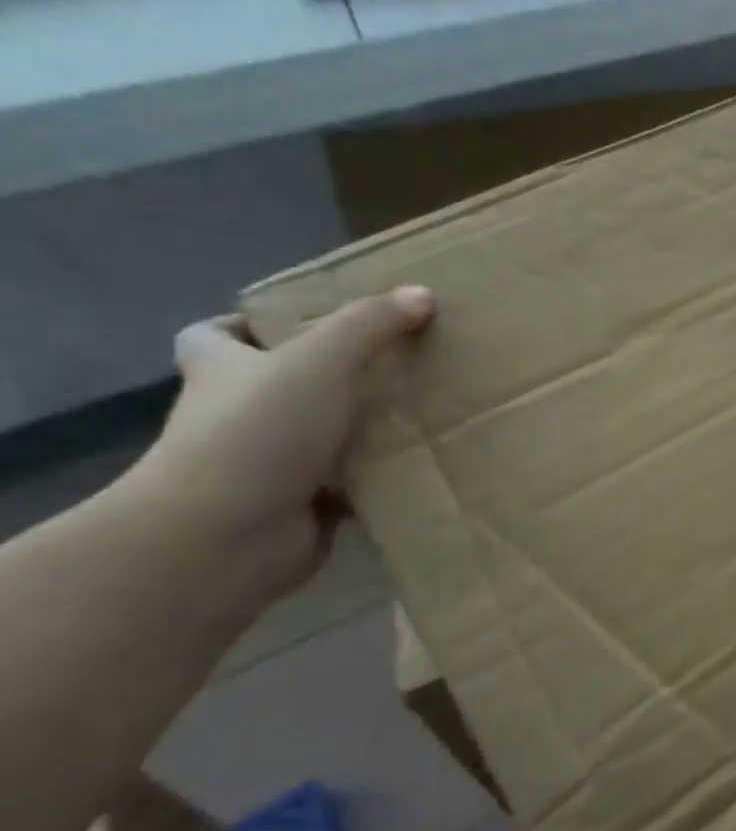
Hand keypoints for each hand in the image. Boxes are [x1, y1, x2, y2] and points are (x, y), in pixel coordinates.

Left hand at [128, 287, 434, 603]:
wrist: (225, 536)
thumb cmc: (257, 433)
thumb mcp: (319, 361)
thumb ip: (370, 325)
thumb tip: (422, 294)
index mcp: (224, 373)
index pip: (212, 337)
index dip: (247, 325)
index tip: (302, 321)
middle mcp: (239, 415)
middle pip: (279, 384)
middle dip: (330, 375)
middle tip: (395, 361)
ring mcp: (269, 464)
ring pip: (322, 434)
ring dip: (365, 426)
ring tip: (427, 407)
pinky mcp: (302, 505)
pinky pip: (351, 482)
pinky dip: (381, 474)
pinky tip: (426, 460)